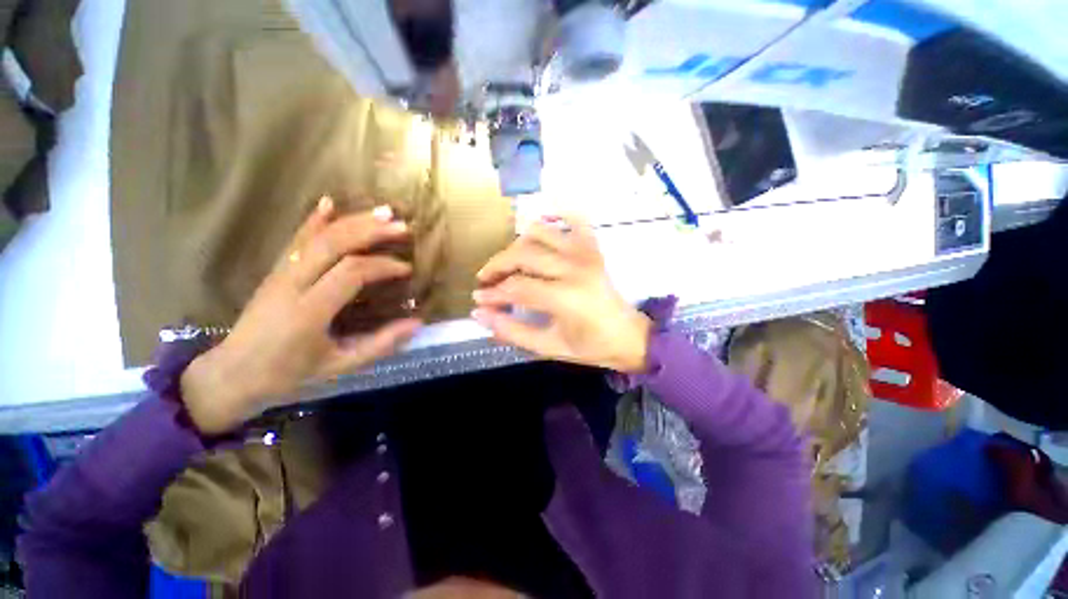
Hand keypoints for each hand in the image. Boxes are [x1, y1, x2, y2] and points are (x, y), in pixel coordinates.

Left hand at [180, 198, 420, 433]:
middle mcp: (292, 285)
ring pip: (318, 237)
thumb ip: (381, 344)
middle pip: (334, 245)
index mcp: (309, 311)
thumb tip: (417, 323)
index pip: (352, 273)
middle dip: (371, 232)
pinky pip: (296, 240)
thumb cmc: (289, 374)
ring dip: (352, 221)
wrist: (233, 374)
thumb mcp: (340, 365)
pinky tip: (329, 202)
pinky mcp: (275, 271)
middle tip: (402, 226)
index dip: (383, 265)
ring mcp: (280, 274)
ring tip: (383, 212)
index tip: (406, 269)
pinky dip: (314, 220)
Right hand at [473, 215, 651, 373]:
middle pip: (522, 254)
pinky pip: (573, 219)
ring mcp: (585, 252)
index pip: (516, 287)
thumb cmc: (590, 346)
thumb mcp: (548, 347)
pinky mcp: (593, 247)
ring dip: (517, 245)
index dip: (492, 293)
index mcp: (566, 297)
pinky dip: (556, 214)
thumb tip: (479, 314)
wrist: (629, 336)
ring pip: (538, 233)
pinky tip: (542, 223)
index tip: (478, 299)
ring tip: (509, 263)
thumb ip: (512, 331)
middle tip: (486, 281)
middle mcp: (574, 267)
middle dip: (497, 266)